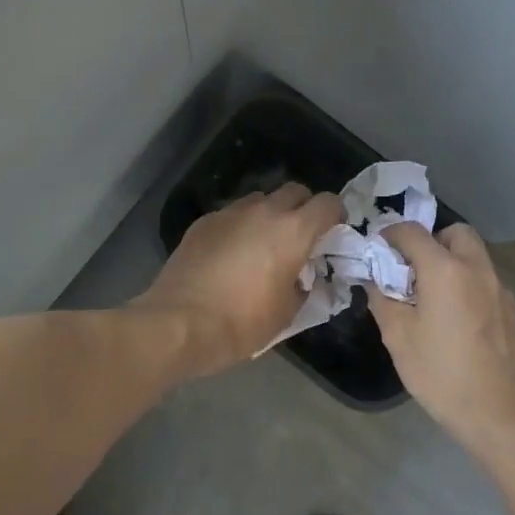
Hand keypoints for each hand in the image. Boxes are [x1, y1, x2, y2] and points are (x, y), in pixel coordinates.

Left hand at [135, 183, 344, 372]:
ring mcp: (231, 212)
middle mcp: (264, 211)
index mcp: (293, 231)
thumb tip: (303, 278)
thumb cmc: (241, 323)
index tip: (332, 234)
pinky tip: (231, 254)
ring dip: (270, 214)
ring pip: (261, 199)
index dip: (335, 215)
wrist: (179, 323)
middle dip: (303, 208)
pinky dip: (240, 226)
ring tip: (263, 244)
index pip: (328, 203)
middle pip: (295, 191)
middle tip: (299, 238)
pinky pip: (232, 214)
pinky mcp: (205, 221)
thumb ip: (304, 286)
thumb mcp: (287, 313)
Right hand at [367, 222, 514, 457]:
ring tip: (438, 300)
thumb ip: (382, 299)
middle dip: (432, 241)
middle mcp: (478, 269)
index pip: (412, 232)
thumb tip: (375, 279)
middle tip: (415, 271)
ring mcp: (503, 290)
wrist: (502, 415)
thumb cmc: (442, 375)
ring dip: (454, 264)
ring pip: (477, 258)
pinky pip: (490, 285)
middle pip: (456, 233)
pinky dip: (472, 290)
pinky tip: (464, 326)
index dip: (391, 235)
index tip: (380, 251)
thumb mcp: (398, 338)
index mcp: (445, 270)